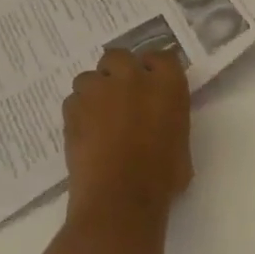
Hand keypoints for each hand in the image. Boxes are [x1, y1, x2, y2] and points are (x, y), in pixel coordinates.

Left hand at [63, 48, 192, 219]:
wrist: (121, 197)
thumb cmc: (162, 176)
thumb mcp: (181, 142)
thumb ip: (170, 119)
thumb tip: (160, 121)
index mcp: (168, 84)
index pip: (162, 57)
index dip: (153, 69)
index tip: (152, 83)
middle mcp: (133, 78)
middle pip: (120, 56)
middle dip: (118, 71)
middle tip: (121, 95)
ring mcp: (99, 90)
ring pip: (90, 76)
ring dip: (94, 90)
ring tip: (97, 114)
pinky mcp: (72, 108)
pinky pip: (73, 100)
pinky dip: (78, 111)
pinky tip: (84, 131)